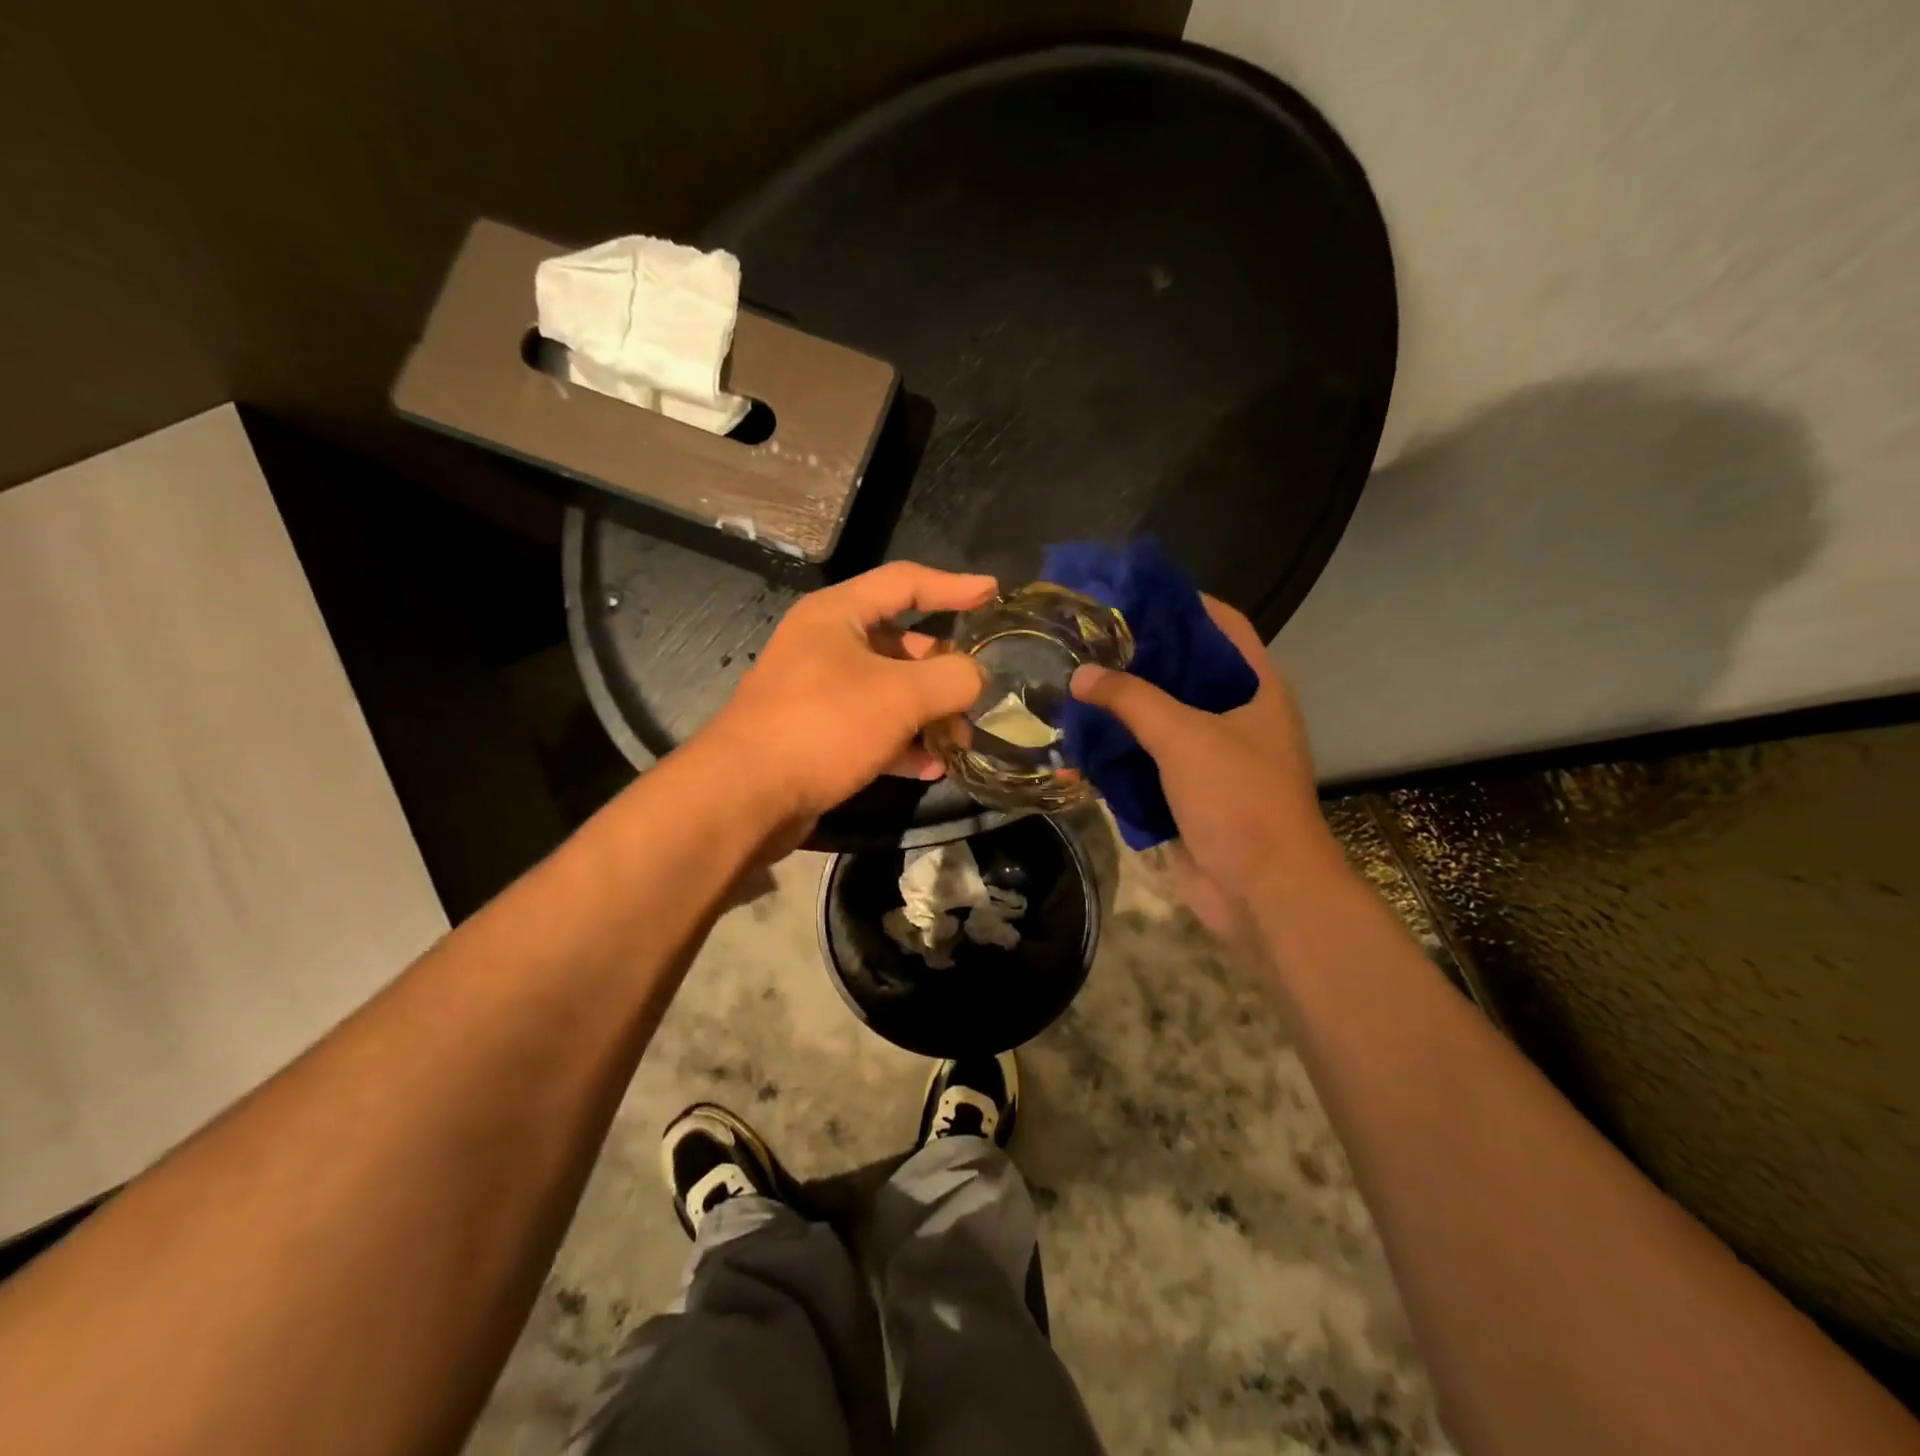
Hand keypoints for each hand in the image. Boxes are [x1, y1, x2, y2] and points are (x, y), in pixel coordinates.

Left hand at [700, 562, 994, 828]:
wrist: (745, 797)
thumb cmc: (824, 725)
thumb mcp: (900, 695)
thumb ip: (952, 678)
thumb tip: (977, 677)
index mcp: (837, 615)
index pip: (905, 583)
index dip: (953, 586)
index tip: (994, 594)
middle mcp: (825, 646)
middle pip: (900, 643)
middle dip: (944, 669)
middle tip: (980, 691)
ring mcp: (818, 693)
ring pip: (888, 691)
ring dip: (928, 713)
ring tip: (962, 740)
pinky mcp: (816, 735)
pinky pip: (871, 729)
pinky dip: (902, 743)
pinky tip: (931, 767)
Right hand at [1069, 597, 1342, 932]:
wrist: (1260, 890)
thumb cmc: (1238, 798)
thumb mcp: (1184, 736)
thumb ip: (1131, 699)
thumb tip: (1081, 674)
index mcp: (1256, 689)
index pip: (1223, 627)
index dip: (1184, 604)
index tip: (1133, 593)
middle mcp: (1236, 717)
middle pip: (1184, 673)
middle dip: (1138, 659)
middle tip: (1086, 640)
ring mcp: (1211, 759)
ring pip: (1160, 721)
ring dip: (1121, 709)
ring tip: (1072, 684)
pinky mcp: (1186, 794)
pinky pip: (1146, 763)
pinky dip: (1117, 754)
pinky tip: (1078, 742)